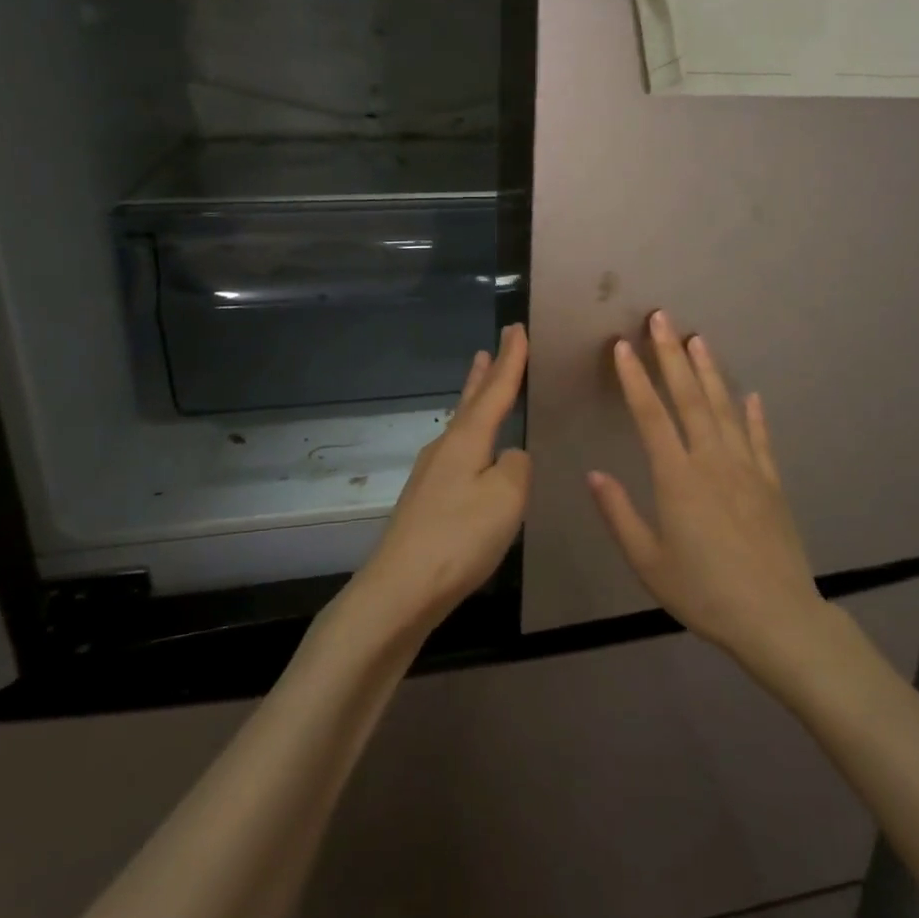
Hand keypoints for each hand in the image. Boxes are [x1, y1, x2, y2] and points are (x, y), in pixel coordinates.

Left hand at [356, 324, 531, 629]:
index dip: (511, 359)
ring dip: (474, 401)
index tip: (517, 328)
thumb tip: (509, 457)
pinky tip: (474, 452)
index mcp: (467, 440)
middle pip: (470, 401)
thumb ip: (516, 466)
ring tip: (481, 382)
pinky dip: (471, 436)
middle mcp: (445, 448)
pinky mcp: (427, 501)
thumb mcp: (506, 497)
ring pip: (461, 426)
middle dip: (485, 374)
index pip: (495, 389)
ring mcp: (431, 475)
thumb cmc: (459, 537)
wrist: (401, 589)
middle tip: (493, 346)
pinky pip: (457, 453)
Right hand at [587, 311, 827, 664]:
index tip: (622, 345)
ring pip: (725, 408)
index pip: (650, 415)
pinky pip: (760, 439)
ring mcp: (746, 468)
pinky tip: (752, 396)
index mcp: (677, 477)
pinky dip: (754, 415)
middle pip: (690, 397)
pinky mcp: (772, 483)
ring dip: (710, 371)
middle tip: (662, 318)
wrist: (776, 617)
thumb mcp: (648, 562)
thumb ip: (619, 514)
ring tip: (698, 340)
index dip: (634, 378)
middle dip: (672, 355)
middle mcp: (712, 461)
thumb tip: (594, 474)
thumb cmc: (703, 592)